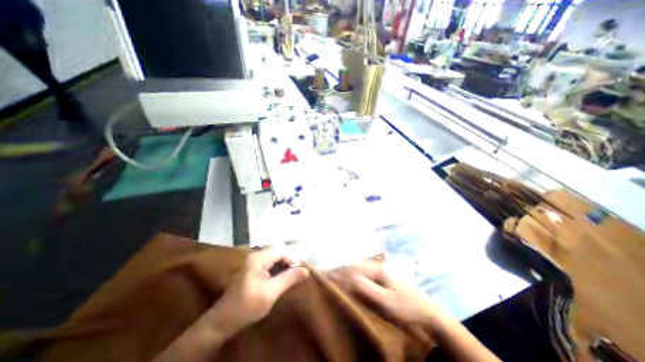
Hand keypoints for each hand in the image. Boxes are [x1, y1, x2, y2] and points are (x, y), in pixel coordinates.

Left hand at [207, 248, 306, 332]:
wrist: (223, 321)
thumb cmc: (247, 306)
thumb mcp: (270, 293)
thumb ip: (289, 279)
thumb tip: (306, 270)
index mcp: (258, 258)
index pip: (281, 250)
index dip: (293, 258)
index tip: (301, 270)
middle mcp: (256, 256)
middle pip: (278, 251)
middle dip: (290, 260)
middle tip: (299, 272)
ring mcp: (254, 261)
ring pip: (275, 257)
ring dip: (285, 264)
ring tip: (294, 275)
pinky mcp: (254, 268)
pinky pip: (270, 263)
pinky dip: (279, 268)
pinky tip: (283, 276)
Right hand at [330, 262, 446, 325]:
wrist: (426, 312)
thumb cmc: (406, 307)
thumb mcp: (386, 301)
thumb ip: (366, 289)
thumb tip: (348, 278)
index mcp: (377, 269)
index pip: (353, 268)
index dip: (340, 273)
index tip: (328, 278)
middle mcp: (376, 267)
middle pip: (353, 266)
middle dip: (340, 270)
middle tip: (326, 277)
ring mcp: (379, 272)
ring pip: (357, 269)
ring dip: (345, 273)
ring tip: (332, 278)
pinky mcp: (380, 279)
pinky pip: (362, 275)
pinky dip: (352, 277)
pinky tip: (347, 283)